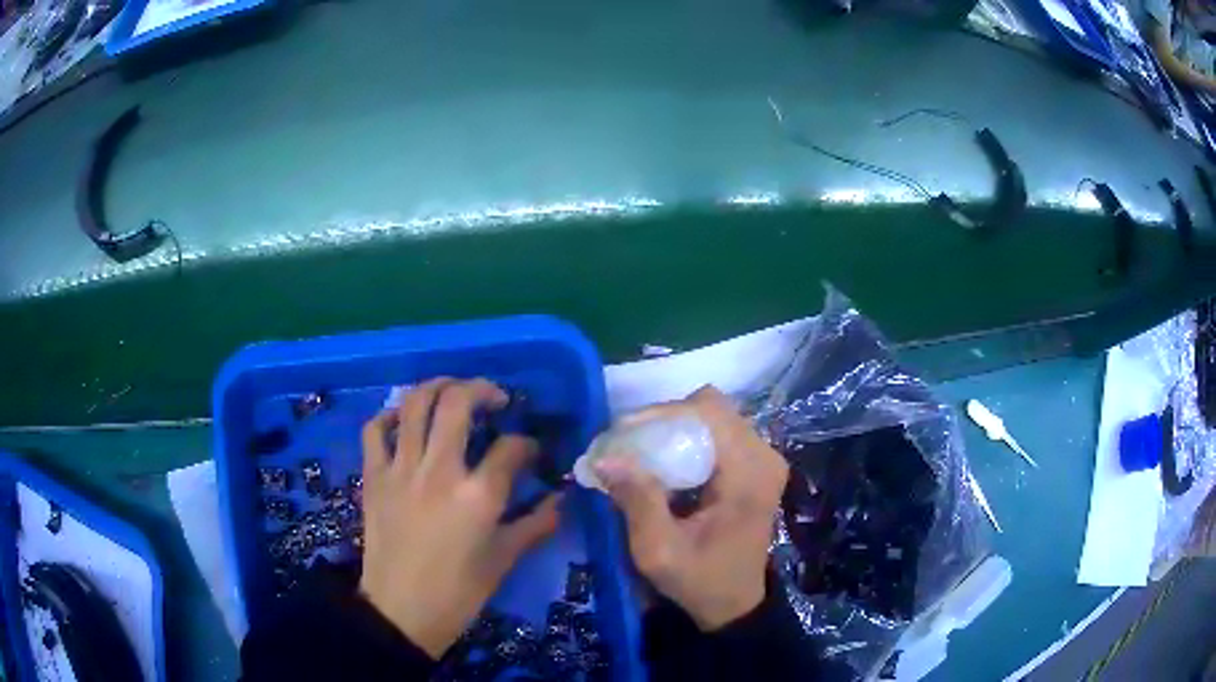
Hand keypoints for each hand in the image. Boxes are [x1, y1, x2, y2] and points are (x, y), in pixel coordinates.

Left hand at [358, 378, 560, 657]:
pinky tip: (404, 420)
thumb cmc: (458, 592)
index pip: (510, 448)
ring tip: (453, 390)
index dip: (527, 443)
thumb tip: (560, 500)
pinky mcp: (374, 476)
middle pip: (457, 402)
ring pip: (413, 404)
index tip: (530, 450)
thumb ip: (535, 525)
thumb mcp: (504, 560)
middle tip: (495, 397)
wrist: (401, 611)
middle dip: (481, 389)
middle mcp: (438, 471)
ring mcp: (400, 469)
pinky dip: (389, 416)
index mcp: (478, 496)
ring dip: (437, 386)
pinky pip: (375, 430)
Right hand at [595, 385, 787, 630]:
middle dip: (663, 420)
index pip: (708, 411)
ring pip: (712, 417)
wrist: (734, 603)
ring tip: (640, 454)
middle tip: (628, 445)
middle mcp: (764, 456)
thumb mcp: (658, 550)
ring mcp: (764, 458)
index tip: (624, 435)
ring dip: (673, 429)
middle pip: (710, 408)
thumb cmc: (699, 580)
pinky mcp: (756, 465)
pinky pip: (718, 433)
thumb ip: (636, 501)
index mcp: (750, 473)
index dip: (662, 413)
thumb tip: (604, 457)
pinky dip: (686, 440)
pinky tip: (664, 465)